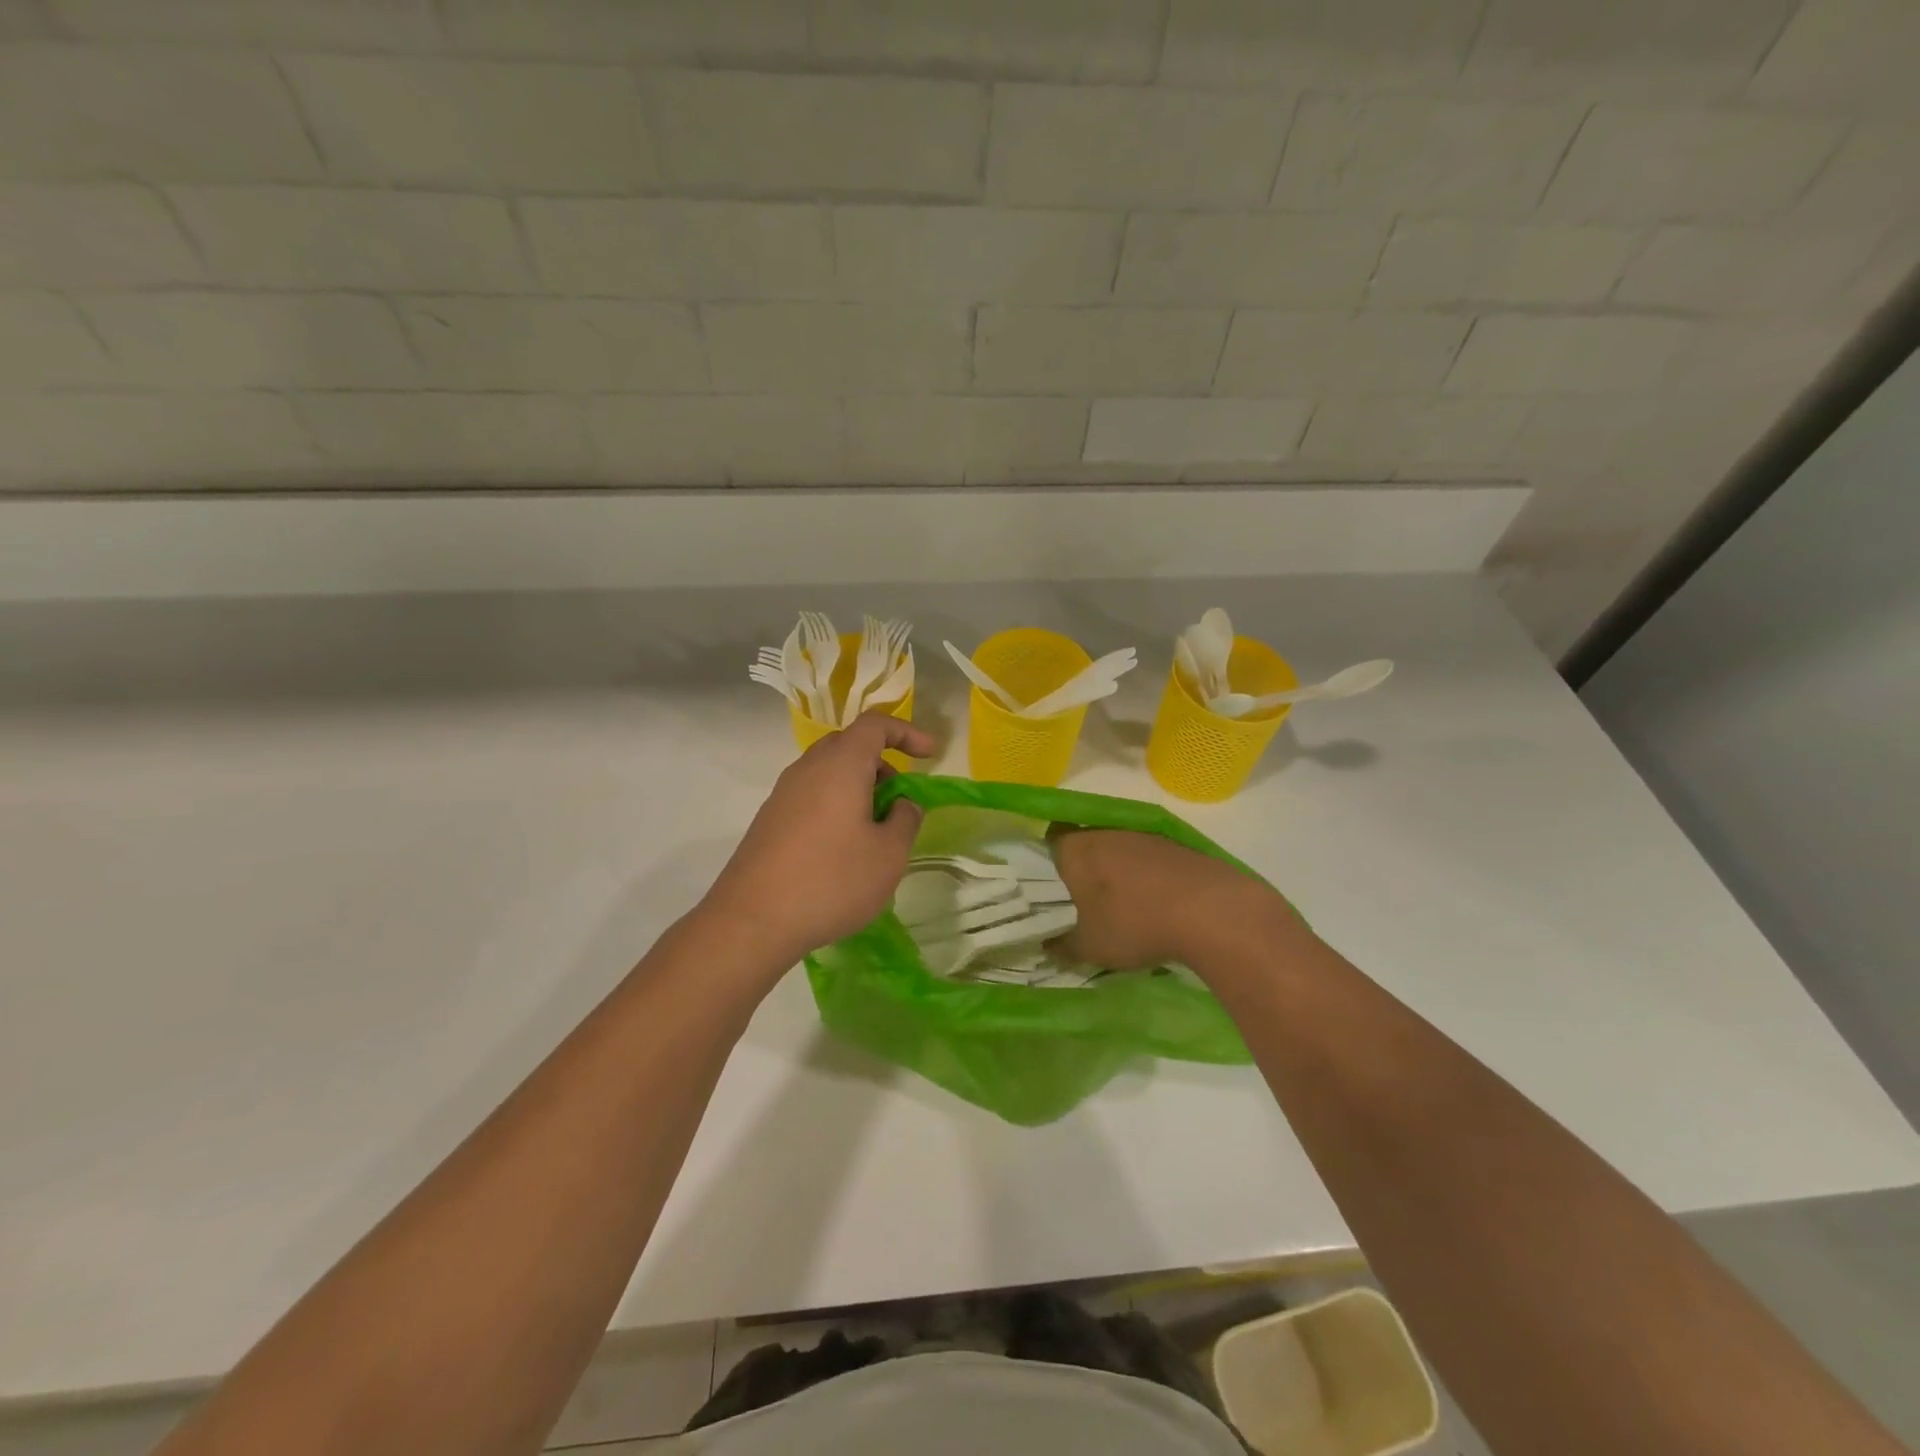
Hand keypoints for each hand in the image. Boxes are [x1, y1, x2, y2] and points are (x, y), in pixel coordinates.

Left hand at [702, 712, 936, 969]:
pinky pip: (811, 796)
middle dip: (881, 763)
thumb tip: (902, 804)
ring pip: (828, 772)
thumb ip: (905, 819)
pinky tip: (843, 850)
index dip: (906, 732)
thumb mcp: (889, 854)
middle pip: (849, 745)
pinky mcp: (769, 820)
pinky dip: (836, 806)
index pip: (875, 724)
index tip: (929, 755)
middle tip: (899, 799)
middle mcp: (808, 769)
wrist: (752, 920)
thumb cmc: (832, 880)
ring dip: (858, 788)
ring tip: (875, 831)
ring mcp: (783, 794)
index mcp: (841, 765)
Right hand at [1048, 827, 1285, 969]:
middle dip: (1080, 871)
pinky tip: (1153, 904)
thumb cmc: (1134, 923)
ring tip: (1118, 907)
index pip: (1047, 845)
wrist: (1211, 911)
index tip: (1047, 891)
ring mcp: (1142, 835)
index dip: (1044, 866)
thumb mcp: (1090, 946)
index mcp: (1074, 848)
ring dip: (1115, 873)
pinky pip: (1147, 858)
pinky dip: (1145, 877)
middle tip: (1079, 903)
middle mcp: (1104, 832)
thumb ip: (1063, 946)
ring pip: (1116, 850)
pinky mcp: (1175, 845)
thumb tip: (1047, 946)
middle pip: (1082, 845)